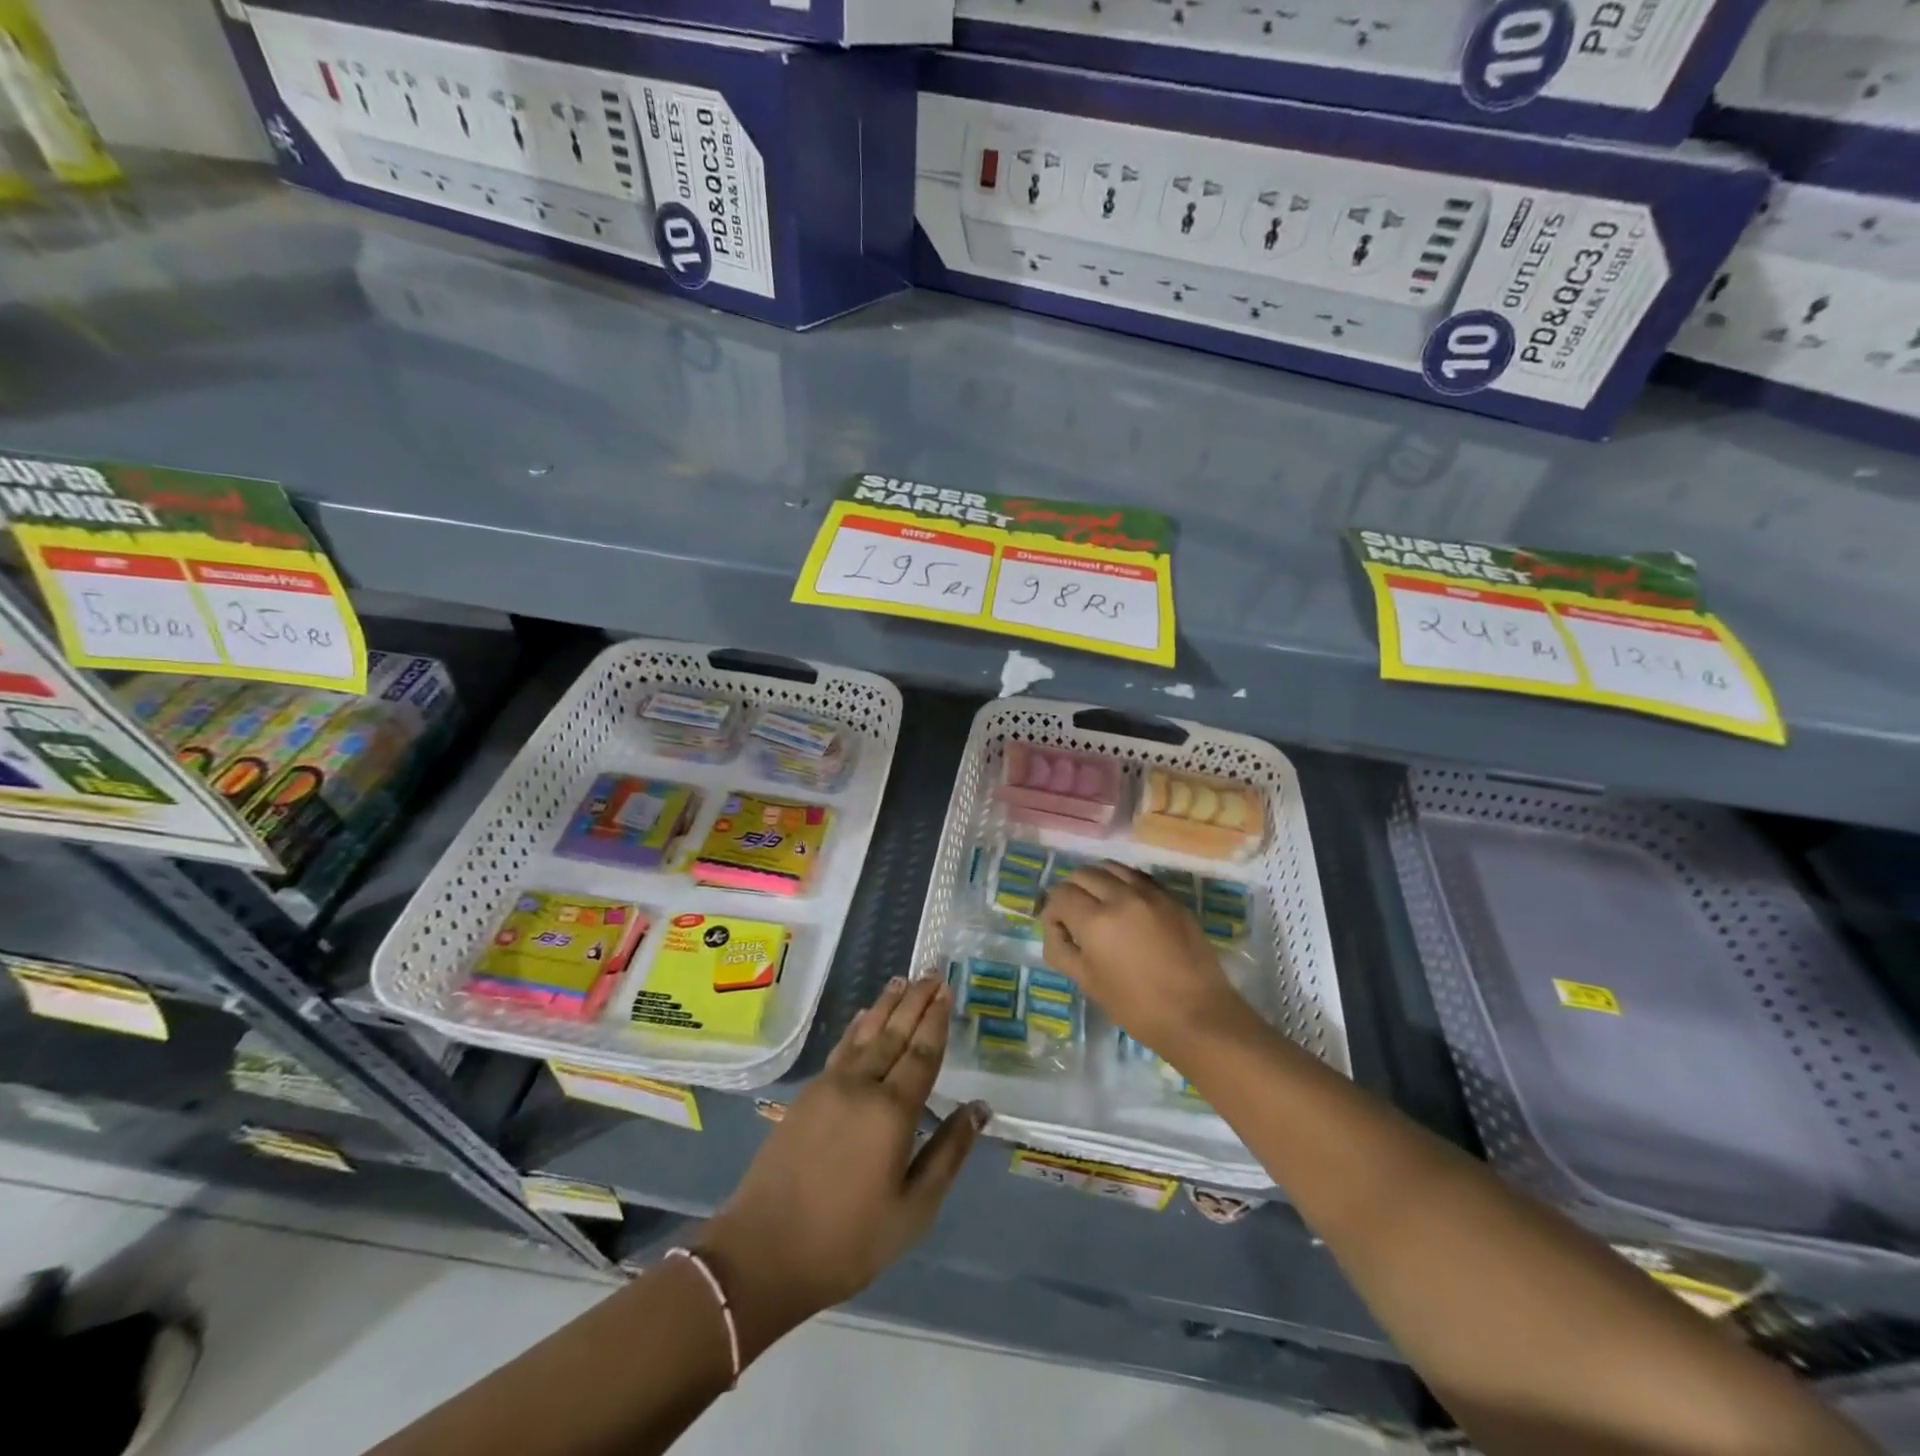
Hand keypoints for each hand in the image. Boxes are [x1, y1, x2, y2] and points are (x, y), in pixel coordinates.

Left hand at [697, 976, 986, 1361]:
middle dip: (915, 1001)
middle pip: (894, 1033)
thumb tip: (980, 1109)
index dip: (936, 1020)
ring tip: (901, 981)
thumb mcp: (913, 1210)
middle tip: (931, 972)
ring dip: (885, 1005)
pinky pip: (840, 1048)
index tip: (946, 990)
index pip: (922, 1054)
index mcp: (892, 1112)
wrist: (764, 1253)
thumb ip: (948, 1154)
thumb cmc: (849, 1240)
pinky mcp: (807, 1096)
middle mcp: (862, 1086)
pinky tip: (863, 1018)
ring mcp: (830, 1087)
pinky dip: (856, 1027)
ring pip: (865, 1034)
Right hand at [1041, 861, 1250, 1053]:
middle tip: (1077, 918)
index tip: (1060, 930)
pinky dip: (1124, 884)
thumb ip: (1061, 950)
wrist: (1198, 1015)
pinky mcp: (1172, 898)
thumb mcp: (1088, 983)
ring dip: (1098, 881)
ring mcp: (1150, 893)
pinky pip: (1138, 877)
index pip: (1061, 894)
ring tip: (1101, 906)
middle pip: (1083, 874)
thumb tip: (1055, 929)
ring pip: (1111, 867)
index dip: (1053, 912)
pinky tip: (1127, 907)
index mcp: (1096, 920)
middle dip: (1072, 892)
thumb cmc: (1137, 1007)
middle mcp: (1121, 896)